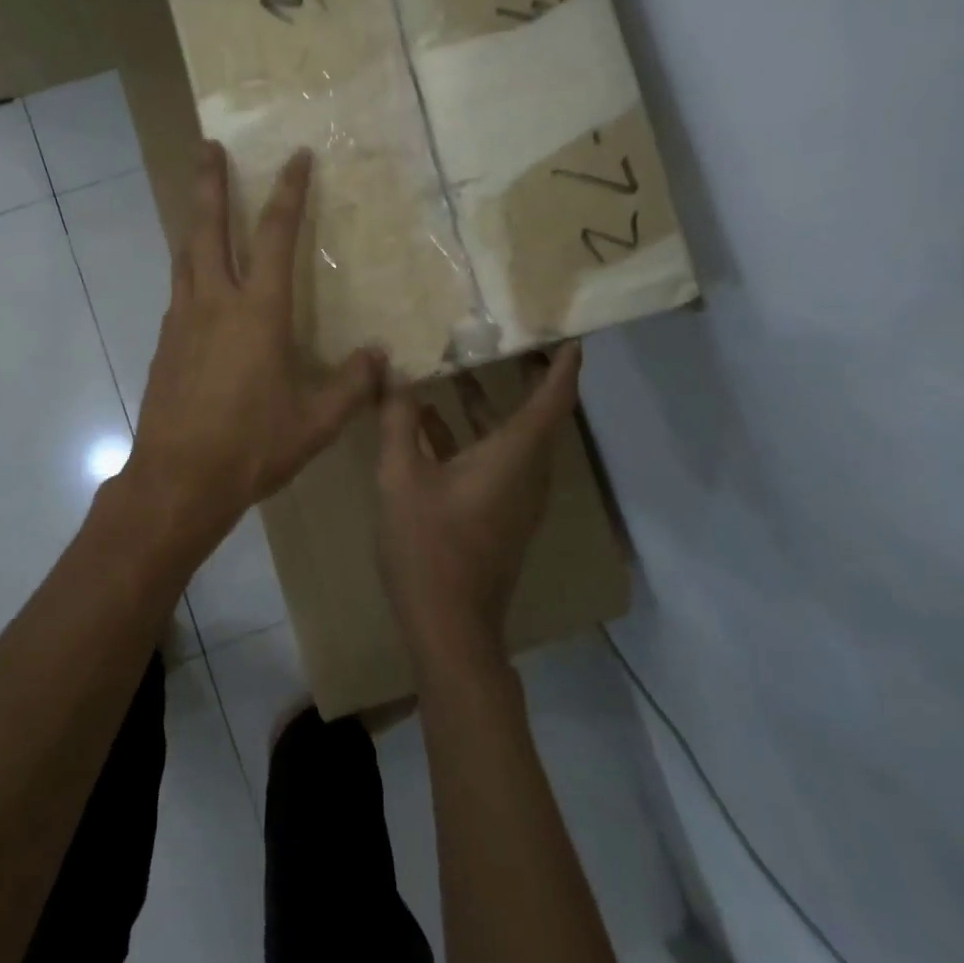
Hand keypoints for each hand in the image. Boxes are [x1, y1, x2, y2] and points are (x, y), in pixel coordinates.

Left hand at [122, 141, 382, 558]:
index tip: (295, 156)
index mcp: (258, 312)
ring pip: (185, 255)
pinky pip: (179, 291)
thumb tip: (381, 357)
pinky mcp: (165, 344)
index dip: (288, 192)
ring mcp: (182, 321)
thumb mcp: (317, 421)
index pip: (275, 236)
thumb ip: (352, 385)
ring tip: (197, 200)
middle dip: (209, 183)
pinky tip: (198, 284)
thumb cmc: (252, 445)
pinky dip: (189, 270)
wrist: (178, 480)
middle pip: (208, 228)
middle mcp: (215, 302)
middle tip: (208, 144)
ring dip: (193, 222)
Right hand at [376, 343, 582, 677]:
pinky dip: (472, 434)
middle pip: (539, 414)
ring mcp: (515, 498)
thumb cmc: (428, 546)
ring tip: (462, 366)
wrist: (449, 628)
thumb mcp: (402, 476)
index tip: (569, 334)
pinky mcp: (500, 515)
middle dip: (528, 374)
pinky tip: (430, 421)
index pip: (554, 399)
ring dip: (491, 402)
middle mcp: (527, 473)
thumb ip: (399, 419)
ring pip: (514, 437)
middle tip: (509, 337)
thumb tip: (393, 371)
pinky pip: (496, 459)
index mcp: (515, 457)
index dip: (565, 365)